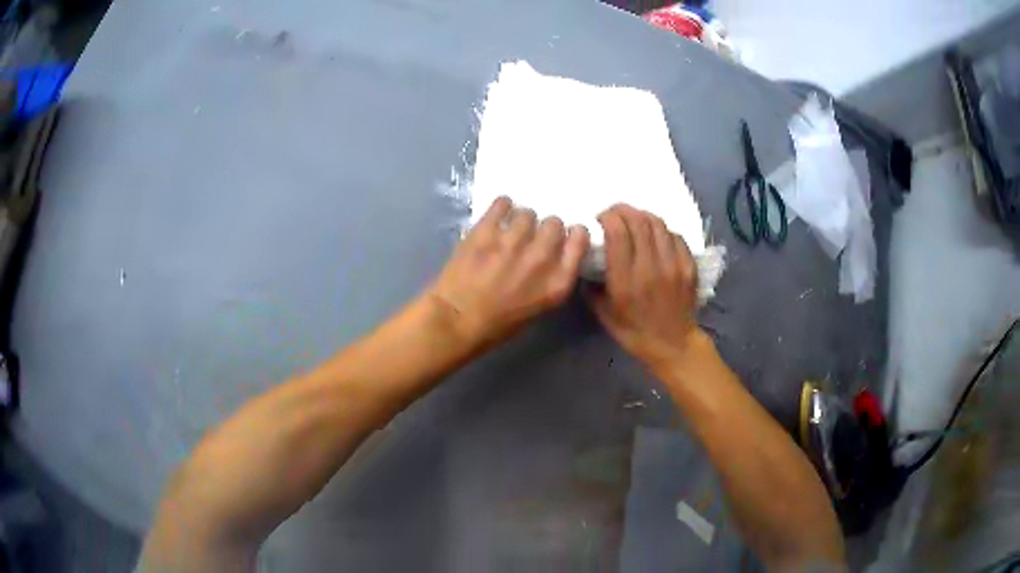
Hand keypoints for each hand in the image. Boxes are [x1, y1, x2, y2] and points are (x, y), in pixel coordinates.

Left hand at [427, 196, 589, 350]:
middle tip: (533, 236)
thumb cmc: (498, 325)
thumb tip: (552, 255)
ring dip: (521, 220)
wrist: (456, 321)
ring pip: (528, 213)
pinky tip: (498, 214)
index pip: (579, 239)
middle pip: (554, 223)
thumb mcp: (539, 308)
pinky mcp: (485, 231)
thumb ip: (551, 278)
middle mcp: (540, 258)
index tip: (564, 237)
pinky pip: (502, 204)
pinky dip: (502, 206)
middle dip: (545, 228)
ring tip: (510, 229)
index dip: (572, 234)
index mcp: (557, 281)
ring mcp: (512, 242)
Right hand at [588, 204, 700, 372]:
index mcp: (626, 282)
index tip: (600, 219)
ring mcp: (673, 266)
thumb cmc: (634, 332)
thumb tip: (586, 260)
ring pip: (657, 224)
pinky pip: (675, 235)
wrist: (673, 345)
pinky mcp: (689, 266)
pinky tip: (654, 235)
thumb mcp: (604, 313)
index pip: (618, 233)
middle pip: (638, 221)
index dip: (608, 217)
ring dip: (642, 216)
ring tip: (634, 221)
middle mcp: (650, 269)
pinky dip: (661, 229)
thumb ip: (592, 286)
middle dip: (622, 211)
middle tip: (614, 214)